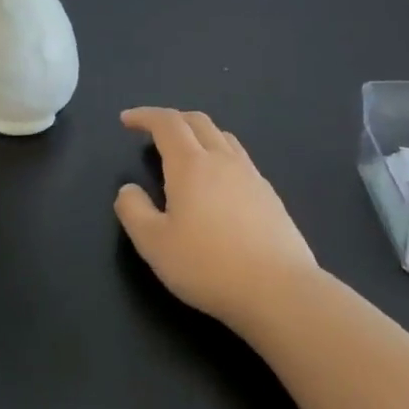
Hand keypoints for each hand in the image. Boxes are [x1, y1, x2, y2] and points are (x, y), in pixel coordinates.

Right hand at [114, 107, 316, 328]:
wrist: (280, 293)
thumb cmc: (208, 266)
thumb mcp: (153, 243)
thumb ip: (133, 210)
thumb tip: (129, 190)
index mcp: (190, 164)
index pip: (166, 123)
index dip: (144, 116)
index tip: (127, 120)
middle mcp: (222, 160)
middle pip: (197, 121)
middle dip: (172, 119)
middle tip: (153, 132)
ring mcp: (252, 177)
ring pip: (223, 137)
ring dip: (199, 134)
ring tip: (186, 153)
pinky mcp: (271, 197)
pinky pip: (241, 160)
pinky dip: (220, 156)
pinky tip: (218, 185)